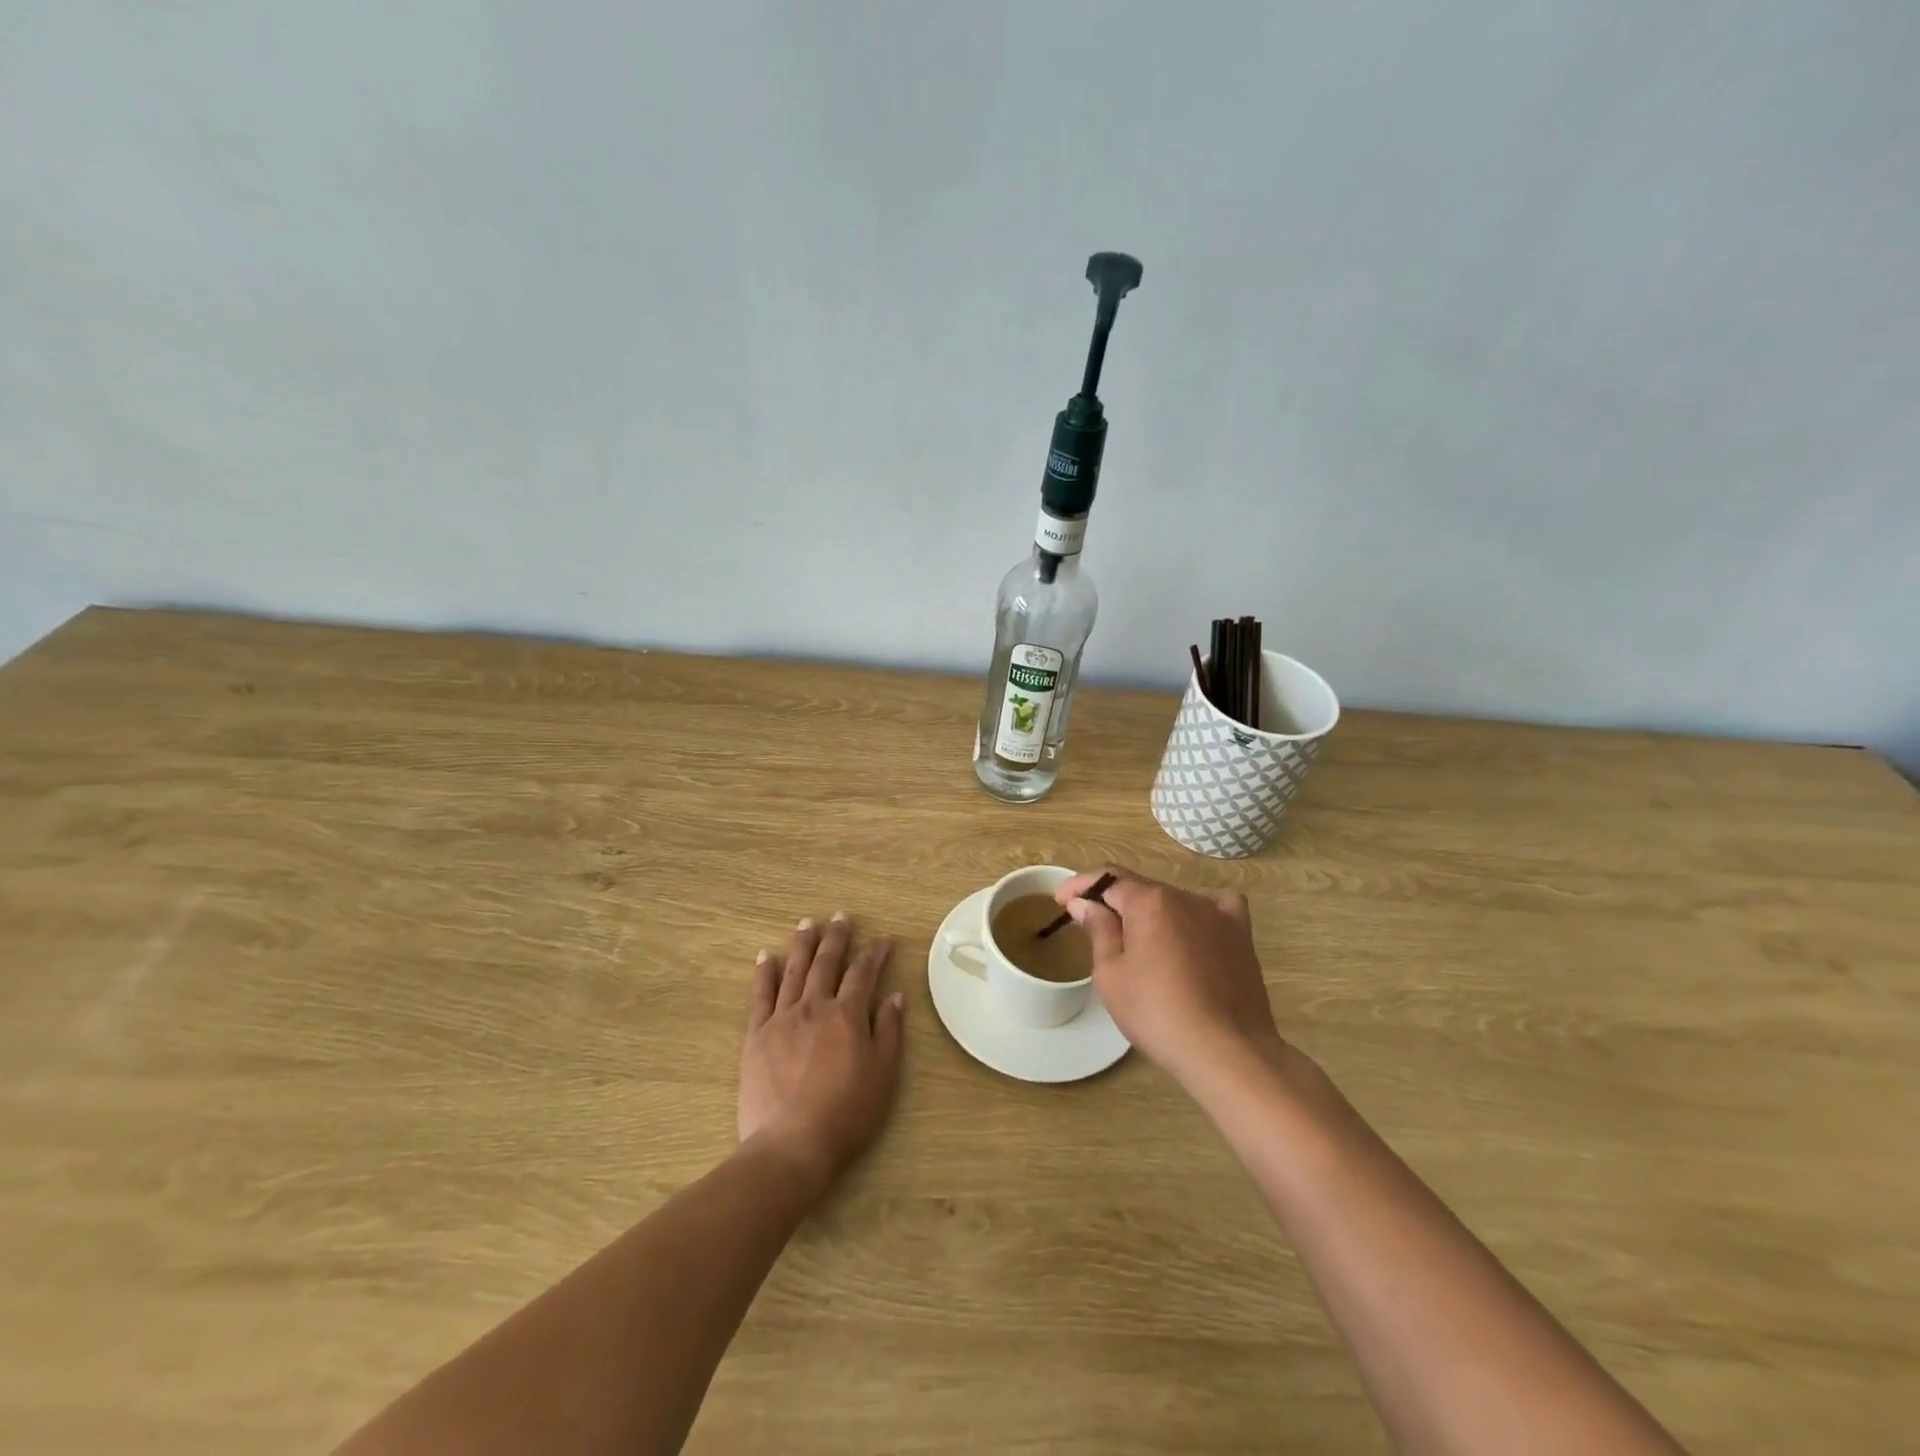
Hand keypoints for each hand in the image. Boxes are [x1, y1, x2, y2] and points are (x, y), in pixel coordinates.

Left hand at [739, 914, 904, 1196]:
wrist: (792, 1145)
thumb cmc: (847, 1114)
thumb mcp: (883, 1075)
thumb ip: (889, 1031)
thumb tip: (895, 996)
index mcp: (847, 1015)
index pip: (864, 973)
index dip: (875, 953)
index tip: (884, 939)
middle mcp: (815, 1007)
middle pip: (827, 963)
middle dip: (836, 938)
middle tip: (841, 916)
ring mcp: (782, 1019)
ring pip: (794, 971)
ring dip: (803, 945)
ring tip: (807, 924)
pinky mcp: (757, 1036)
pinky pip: (761, 996)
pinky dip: (764, 973)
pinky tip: (767, 956)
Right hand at [1056, 866, 1283, 1089]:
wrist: (1226, 1052)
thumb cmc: (1157, 1013)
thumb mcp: (1111, 974)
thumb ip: (1098, 929)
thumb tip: (1084, 902)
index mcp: (1149, 901)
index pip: (1107, 878)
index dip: (1079, 885)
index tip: (1060, 901)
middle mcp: (1185, 897)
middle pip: (1140, 889)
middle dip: (1113, 903)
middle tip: (1093, 930)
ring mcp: (1218, 914)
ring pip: (1174, 901)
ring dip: (1151, 913)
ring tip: (1140, 944)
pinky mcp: (1241, 936)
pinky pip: (1218, 909)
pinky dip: (1199, 914)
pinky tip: (1194, 931)